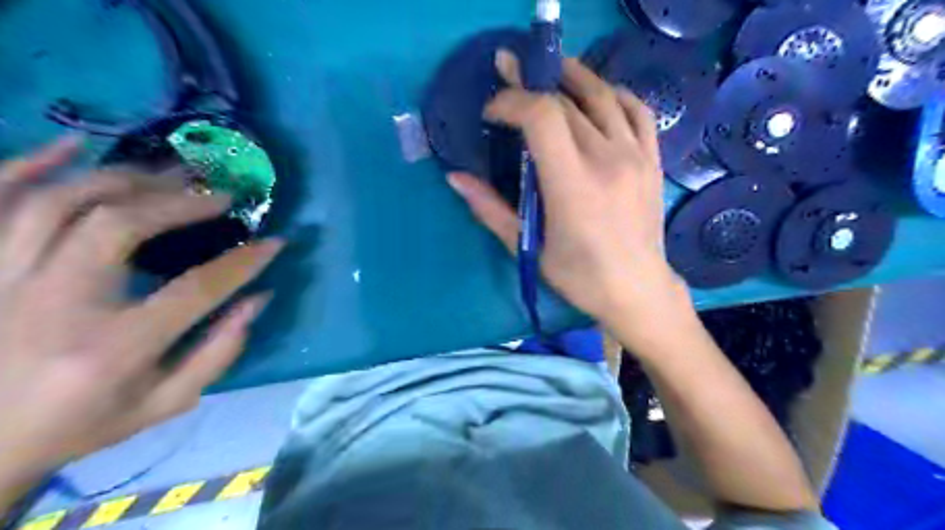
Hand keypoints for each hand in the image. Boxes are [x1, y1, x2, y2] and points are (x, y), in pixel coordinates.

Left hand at [0, 137, 279, 500]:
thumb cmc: (83, 424)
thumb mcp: (166, 403)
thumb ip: (219, 353)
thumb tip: (258, 298)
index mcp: (112, 348)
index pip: (195, 289)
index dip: (243, 262)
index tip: (274, 242)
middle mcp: (54, 305)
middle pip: (118, 225)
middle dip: (181, 202)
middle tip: (220, 195)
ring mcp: (4, 281)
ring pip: (59, 203)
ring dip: (125, 179)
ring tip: (170, 174)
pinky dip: (27, 165)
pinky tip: (74, 146)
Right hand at [449, 52, 687, 336]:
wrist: (637, 289)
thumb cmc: (580, 277)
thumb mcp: (528, 248)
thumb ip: (490, 209)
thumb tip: (455, 178)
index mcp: (573, 186)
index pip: (542, 117)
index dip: (512, 101)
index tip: (493, 112)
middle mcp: (607, 161)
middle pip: (566, 104)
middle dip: (531, 86)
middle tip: (508, 83)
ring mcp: (635, 156)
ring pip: (602, 96)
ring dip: (571, 77)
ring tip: (548, 73)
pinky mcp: (652, 159)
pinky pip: (637, 110)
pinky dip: (614, 93)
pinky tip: (596, 96)